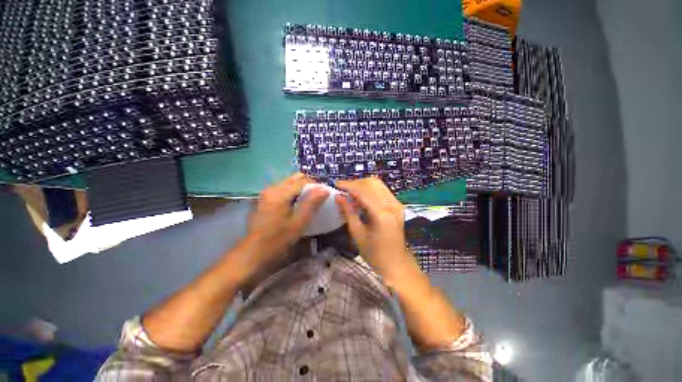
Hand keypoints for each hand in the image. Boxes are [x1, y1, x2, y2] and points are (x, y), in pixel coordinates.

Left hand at [240, 173, 327, 277]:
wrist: (253, 252)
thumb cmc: (278, 239)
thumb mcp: (298, 222)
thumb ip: (311, 204)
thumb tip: (324, 189)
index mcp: (280, 193)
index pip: (302, 180)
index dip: (315, 185)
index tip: (324, 195)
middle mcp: (272, 188)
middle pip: (294, 178)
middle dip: (308, 184)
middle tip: (317, 197)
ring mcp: (266, 193)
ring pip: (288, 182)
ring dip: (300, 188)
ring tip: (308, 201)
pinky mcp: (264, 198)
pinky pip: (282, 189)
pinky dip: (292, 192)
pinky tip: (295, 205)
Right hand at [335, 177, 416, 281]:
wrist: (396, 263)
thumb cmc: (374, 254)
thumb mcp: (357, 233)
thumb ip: (348, 212)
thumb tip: (338, 196)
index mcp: (381, 214)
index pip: (363, 191)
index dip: (349, 186)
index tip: (336, 185)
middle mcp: (391, 205)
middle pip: (372, 183)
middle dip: (355, 183)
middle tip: (343, 189)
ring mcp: (397, 204)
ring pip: (378, 185)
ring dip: (362, 185)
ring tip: (350, 191)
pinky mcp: (398, 206)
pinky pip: (382, 191)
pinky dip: (370, 190)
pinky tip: (361, 197)